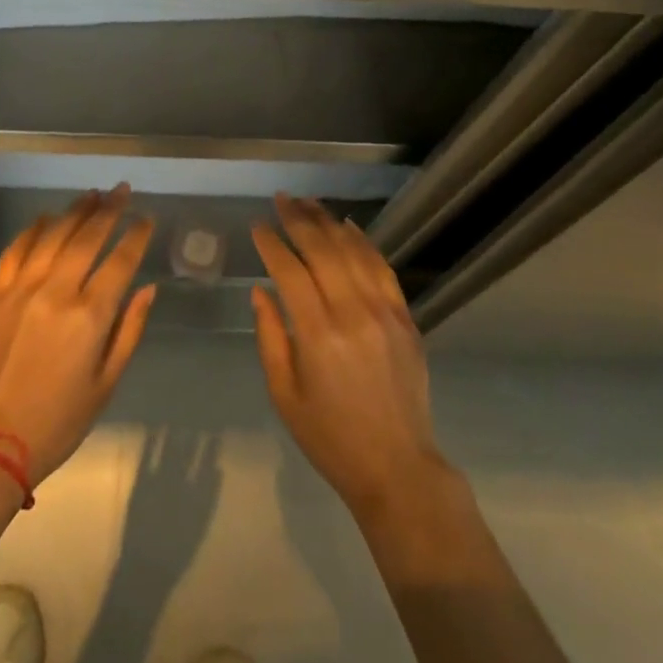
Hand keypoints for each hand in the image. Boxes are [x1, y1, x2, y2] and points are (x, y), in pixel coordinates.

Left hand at [0, 186, 156, 485]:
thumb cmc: (59, 420)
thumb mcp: (107, 383)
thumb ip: (130, 330)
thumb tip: (148, 289)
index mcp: (89, 316)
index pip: (121, 261)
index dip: (136, 235)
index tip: (146, 218)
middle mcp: (56, 292)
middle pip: (87, 237)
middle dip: (109, 210)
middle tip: (122, 190)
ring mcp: (20, 290)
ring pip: (52, 236)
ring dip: (75, 212)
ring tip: (92, 195)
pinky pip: (15, 251)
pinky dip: (33, 230)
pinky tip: (46, 218)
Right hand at [251, 195, 454, 521]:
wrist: (396, 465)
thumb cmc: (329, 436)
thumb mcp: (284, 394)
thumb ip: (269, 337)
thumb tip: (260, 291)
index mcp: (317, 334)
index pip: (290, 271)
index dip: (271, 243)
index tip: (257, 225)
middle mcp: (352, 312)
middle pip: (323, 250)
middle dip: (298, 219)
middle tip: (281, 198)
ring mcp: (384, 311)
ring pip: (354, 251)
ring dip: (329, 222)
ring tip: (308, 202)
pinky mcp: (405, 317)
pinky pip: (383, 268)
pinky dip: (364, 242)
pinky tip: (348, 226)